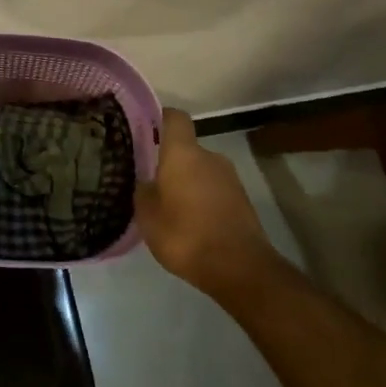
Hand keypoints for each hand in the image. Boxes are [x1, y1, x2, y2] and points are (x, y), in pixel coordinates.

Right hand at [135, 109, 274, 294]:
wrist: (239, 268)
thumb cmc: (185, 235)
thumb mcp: (148, 217)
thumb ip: (143, 192)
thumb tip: (146, 181)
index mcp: (183, 153)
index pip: (174, 117)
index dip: (160, 118)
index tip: (145, 129)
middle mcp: (209, 156)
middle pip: (187, 148)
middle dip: (170, 162)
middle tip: (151, 181)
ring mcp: (230, 177)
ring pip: (201, 170)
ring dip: (188, 182)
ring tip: (170, 206)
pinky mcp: (242, 199)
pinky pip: (214, 189)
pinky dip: (202, 199)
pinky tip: (191, 222)